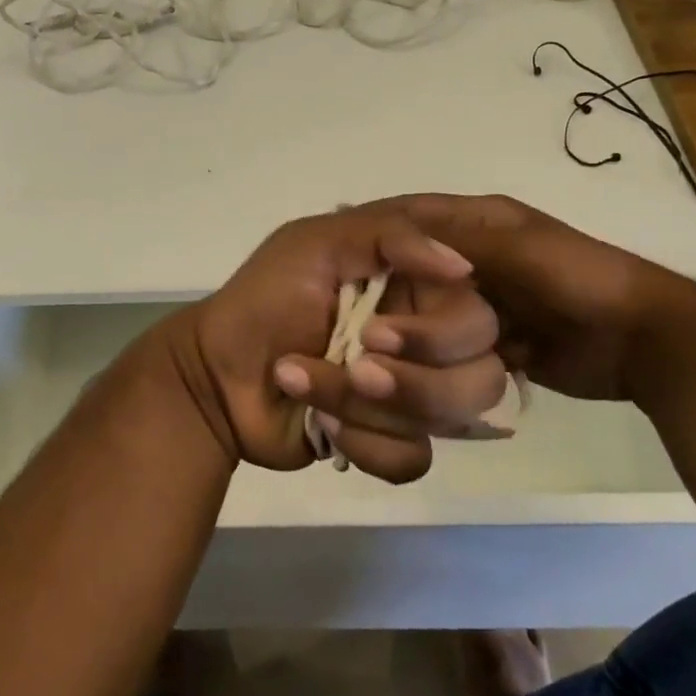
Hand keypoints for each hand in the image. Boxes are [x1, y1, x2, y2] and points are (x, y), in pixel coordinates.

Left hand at [155, 206, 509, 482]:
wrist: (216, 375)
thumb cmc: (264, 299)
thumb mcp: (315, 243)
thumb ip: (389, 236)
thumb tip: (464, 268)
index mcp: (416, 289)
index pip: (478, 318)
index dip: (439, 336)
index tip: (376, 332)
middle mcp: (426, 341)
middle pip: (480, 378)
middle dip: (411, 382)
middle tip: (354, 366)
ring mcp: (412, 394)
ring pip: (445, 422)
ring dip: (367, 407)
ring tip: (308, 385)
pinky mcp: (391, 440)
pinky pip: (413, 459)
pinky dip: (364, 444)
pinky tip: (320, 424)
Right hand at [380, 193, 695, 405]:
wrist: (645, 341)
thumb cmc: (580, 279)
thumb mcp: (518, 249)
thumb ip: (457, 243)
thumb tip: (389, 233)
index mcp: (480, 224)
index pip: (412, 223)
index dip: (379, 239)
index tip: (342, 263)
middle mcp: (474, 259)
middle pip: (415, 274)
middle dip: (389, 297)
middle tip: (355, 323)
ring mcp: (485, 303)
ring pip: (429, 315)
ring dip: (411, 335)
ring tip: (377, 355)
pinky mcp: (497, 342)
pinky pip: (452, 350)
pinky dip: (436, 362)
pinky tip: (409, 373)